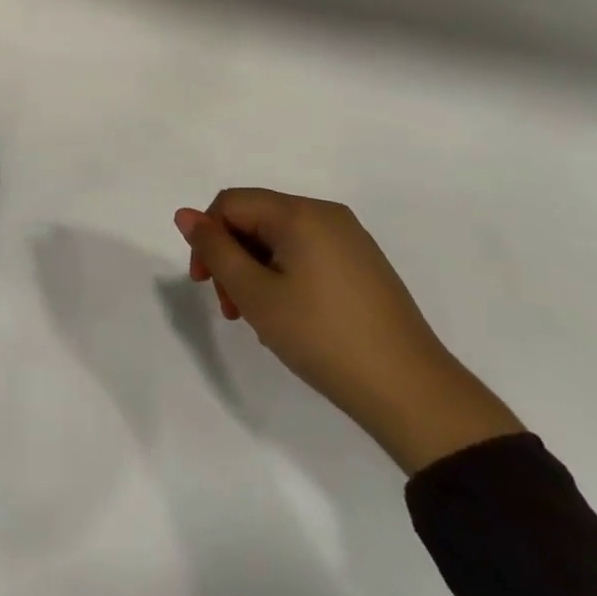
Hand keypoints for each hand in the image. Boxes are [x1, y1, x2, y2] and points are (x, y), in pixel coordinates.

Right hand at [176, 189, 522, 474]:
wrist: (411, 392)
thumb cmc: (322, 337)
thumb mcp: (256, 294)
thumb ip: (215, 249)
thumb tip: (185, 214)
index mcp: (300, 213)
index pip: (231, 203)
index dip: (207, 237)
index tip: (204, 284)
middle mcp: (327, 215)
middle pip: (256, 219)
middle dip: (232, 257)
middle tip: (231, 309)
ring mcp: (350, 240)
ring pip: (280, 239)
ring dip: (256, 271)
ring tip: (260, 320)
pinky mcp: (363, 266)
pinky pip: (307, 255)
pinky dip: (285, 277)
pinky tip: (290, 318)